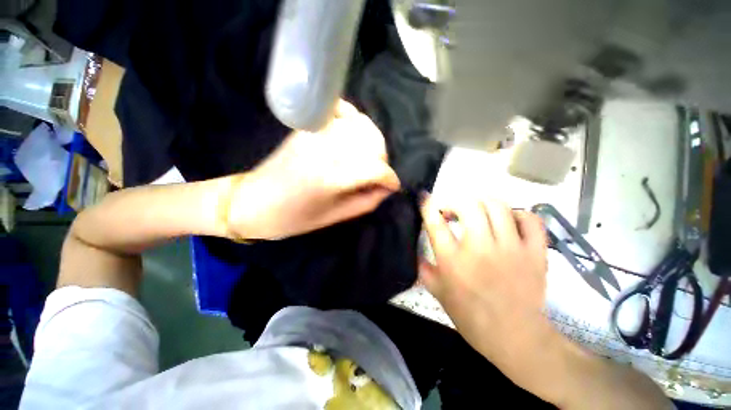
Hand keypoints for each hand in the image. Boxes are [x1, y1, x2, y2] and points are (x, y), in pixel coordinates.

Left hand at [222, 100, 399, 239]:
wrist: (254, 202)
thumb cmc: (295, 218)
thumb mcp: (336, 217)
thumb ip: (367, 201)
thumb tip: (386, 187)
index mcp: (331, 177)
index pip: (376, 168)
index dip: (390, 178)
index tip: (393, 186)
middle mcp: (326, 149)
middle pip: (372, 141)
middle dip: (383, 159)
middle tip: (379, 175)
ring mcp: (316, 132)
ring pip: (361, 124)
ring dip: (373, 141)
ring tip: (370, 158)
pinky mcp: (309, 126)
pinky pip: (341, 111)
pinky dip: (354, 119)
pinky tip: (355, 133)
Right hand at [420, 196, 553, 378]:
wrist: (515, 338)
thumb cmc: (471, 316)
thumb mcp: (437, 292)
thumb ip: (422, 267)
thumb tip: (413, 249)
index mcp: (453, 260)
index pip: (435, 222)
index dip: (427, 204)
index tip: (424, 197)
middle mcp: (480, 249)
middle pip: (468, 205)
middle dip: (455, 200)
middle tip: (451, 210)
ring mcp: (511, 248)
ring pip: (497, 206)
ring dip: (481, 202)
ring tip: (476, 210)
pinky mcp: (535, 253)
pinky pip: (530, 220)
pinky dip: (517, 214)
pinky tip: (508, 221)